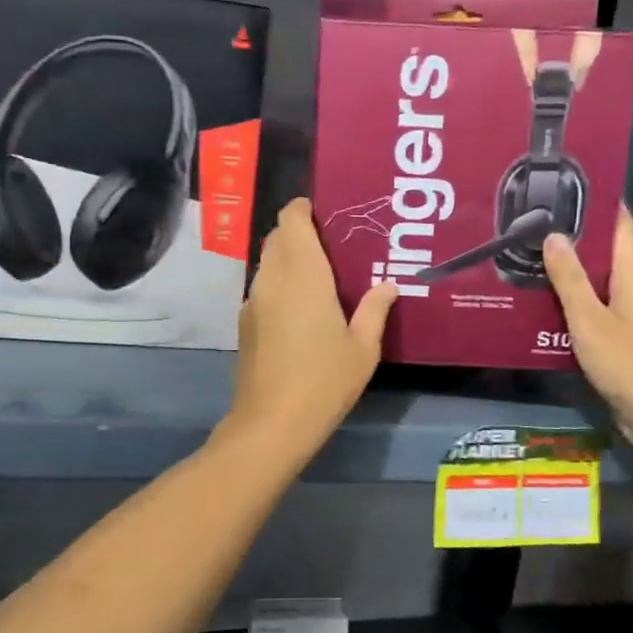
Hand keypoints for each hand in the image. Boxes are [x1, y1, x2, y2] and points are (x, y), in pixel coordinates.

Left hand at [225, 198, 397, 456]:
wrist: (272, 423)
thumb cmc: (324, 381)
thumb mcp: (363, 349)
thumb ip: (375, 310)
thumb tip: (388, 285)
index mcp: (303, 275)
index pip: (291, 220)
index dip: (304, 209)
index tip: (326, 214)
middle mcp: (272, 279)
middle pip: (278, 237)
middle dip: (300, 232)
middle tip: (333, 245)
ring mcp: (253, 301)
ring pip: (268, 262)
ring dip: (289, 258)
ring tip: (320, 275)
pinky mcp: (245, 323)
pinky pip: (263, 287)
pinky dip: (280, 283)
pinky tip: (301, 308)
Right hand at [543, 209, 632, 449]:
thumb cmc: (629, 362)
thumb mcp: (591, 319)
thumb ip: (570, 280)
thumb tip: (554, 235)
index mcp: (632, 277)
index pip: (622, 228)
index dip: (603, 205)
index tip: (572, 187)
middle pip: (605, 254)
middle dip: (574, 238)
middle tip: (533, 225)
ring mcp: (628, 318)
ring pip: (595, 284)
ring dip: (568, 273)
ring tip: (528, 261)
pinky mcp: (619, 342)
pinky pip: (591, 312)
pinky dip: (569, 304)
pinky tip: (541, 307)